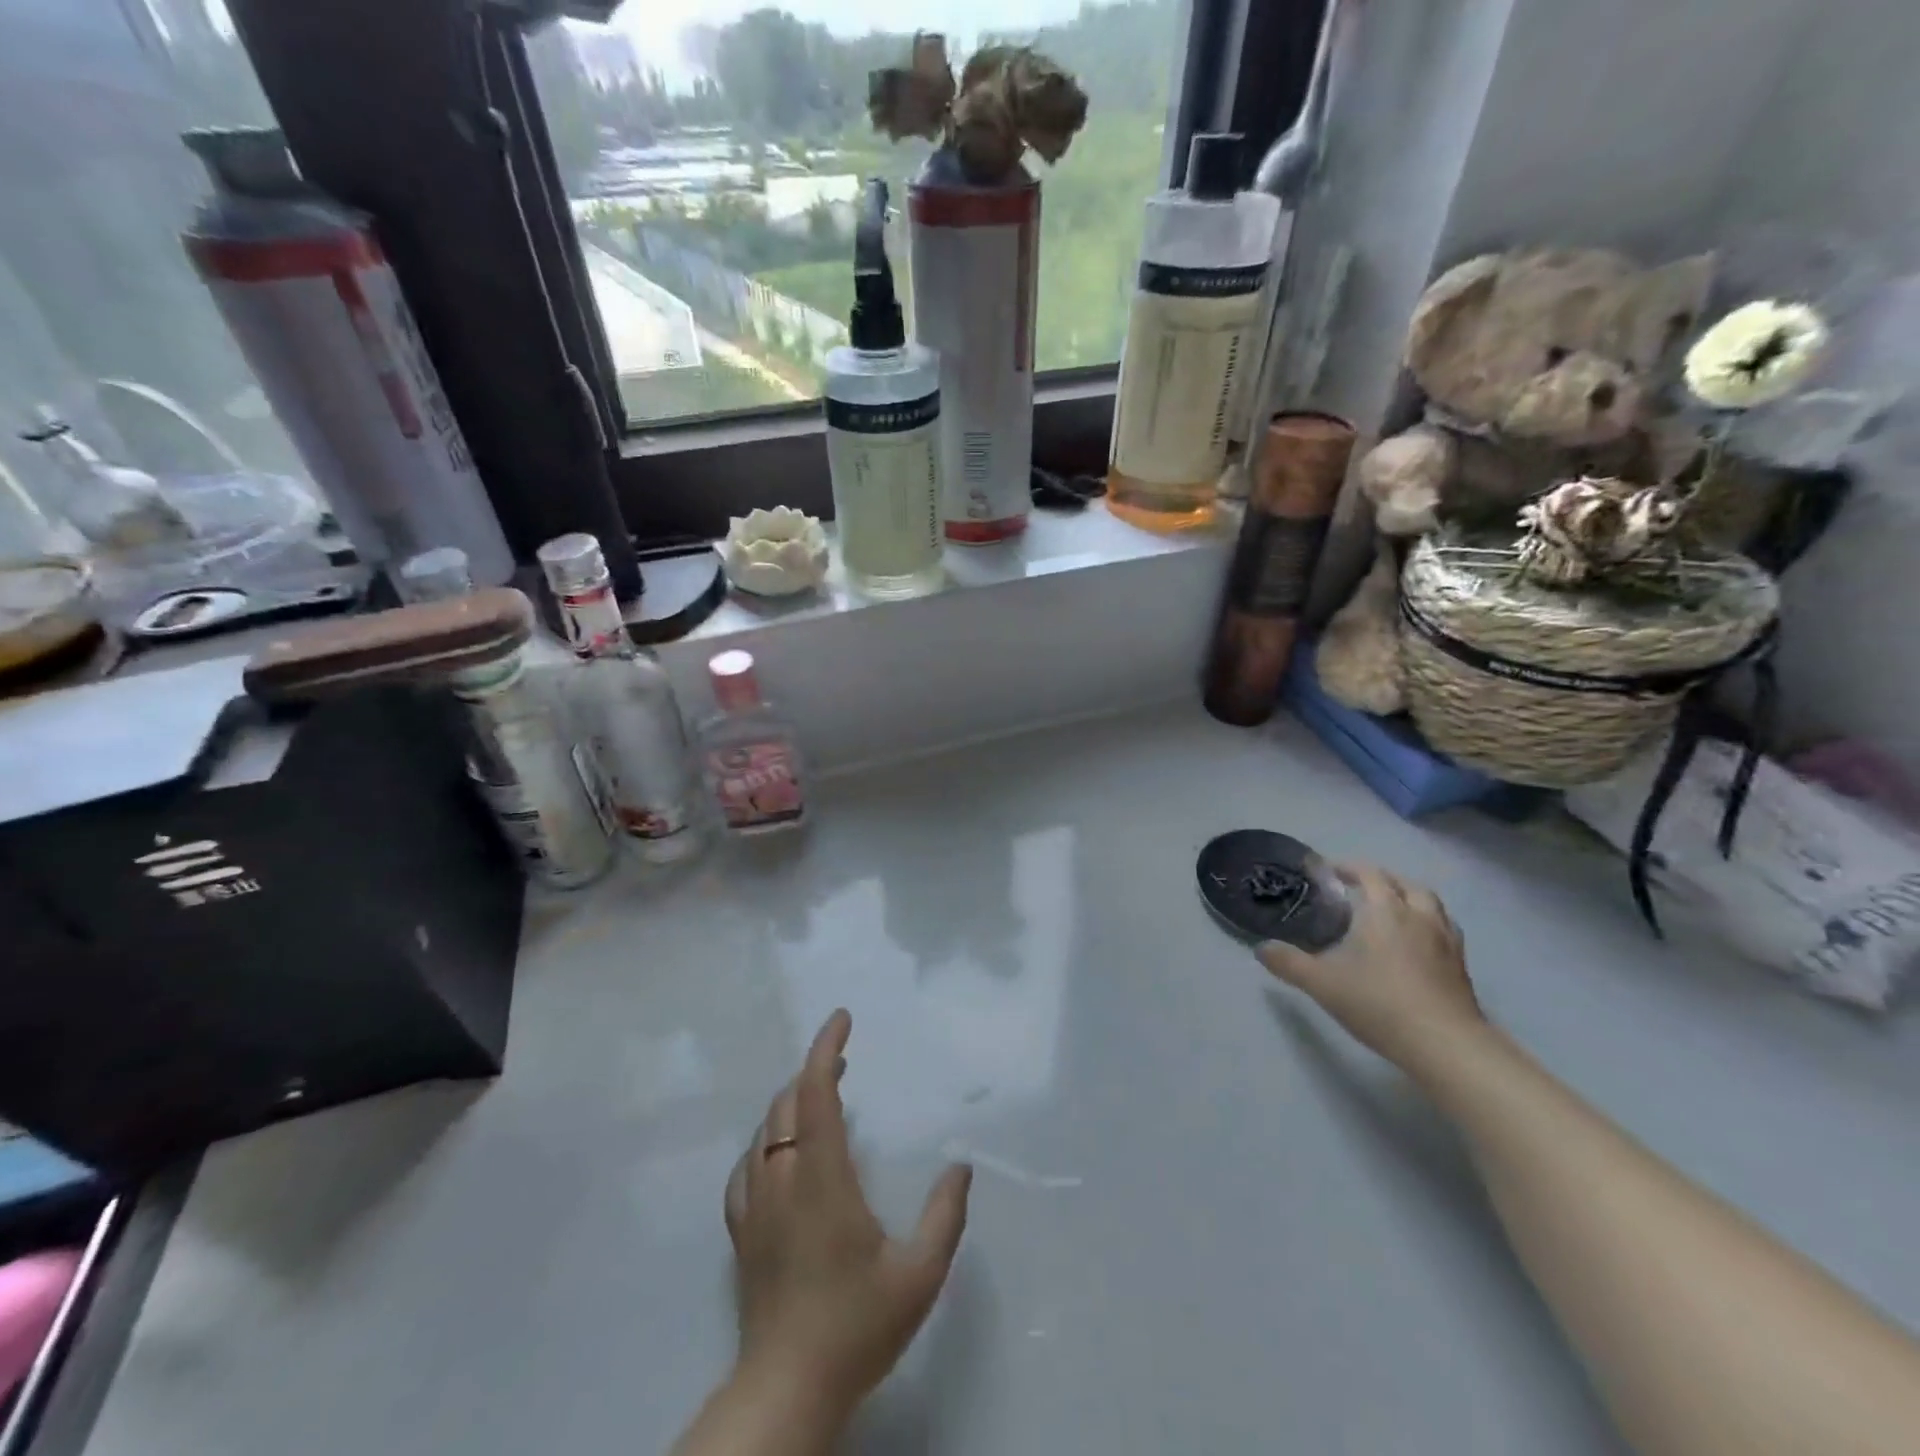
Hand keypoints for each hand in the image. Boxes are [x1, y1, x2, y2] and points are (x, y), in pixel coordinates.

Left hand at [723, 1010, 972, 1422]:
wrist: (787, 1390)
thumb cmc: (856, 1326)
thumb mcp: (919, 1273)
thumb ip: (945, 1215)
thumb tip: (960, 1165)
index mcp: (823, 1178)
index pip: (815, 1093)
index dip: (826, 1049)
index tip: (841, 1019)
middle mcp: (783, 1180)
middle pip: (787, 1103)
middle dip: (813, 1072)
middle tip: (843, 1065)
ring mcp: (755, 1207)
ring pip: (764, 1132)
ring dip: (790, 1104)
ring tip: (818, 1100)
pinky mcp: (742, 1234)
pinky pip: (745, 1169)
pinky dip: (765, 1143)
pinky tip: (777, 1153)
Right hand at [1257, 862, 1483, 1071]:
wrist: (1444, 1044)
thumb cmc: (1378, 1002)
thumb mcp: (1321, 983)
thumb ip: (1288, 963)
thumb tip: (1261, 949)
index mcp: (1384, 910)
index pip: (1368, 873)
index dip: (1348, 867)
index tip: (1327, 871)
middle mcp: (1418, 915)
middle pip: (1403, 883)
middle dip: (1380, 879)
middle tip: (1358, 888)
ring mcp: (1445, 939)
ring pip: (1430, 903)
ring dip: (1409, 897)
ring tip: (1391, 908)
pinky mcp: (1461, 965)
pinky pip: (1445, 928)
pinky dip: (1429, 922)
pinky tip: (1418, 940)